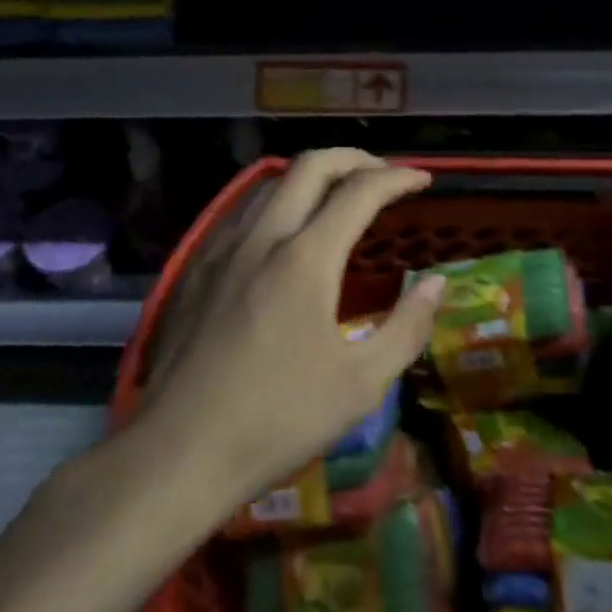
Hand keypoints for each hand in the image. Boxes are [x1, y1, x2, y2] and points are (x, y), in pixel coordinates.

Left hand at [136, 149, 445, 509]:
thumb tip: (435, 282)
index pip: (360, 191)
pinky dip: (277, 201)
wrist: (177, 452)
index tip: (423, 180)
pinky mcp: (197, 267)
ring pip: (271, 182)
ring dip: (312, 176)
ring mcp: (223, 248)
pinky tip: (284, 234)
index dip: (397, 177)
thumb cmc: (276, 420)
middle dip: (354, 158)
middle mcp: (263, 236)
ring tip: (337, 196)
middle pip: (311, 165)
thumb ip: (406, 327)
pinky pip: (243, 211)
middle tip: (383, 175)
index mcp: (306, 258)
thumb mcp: (360, 385)